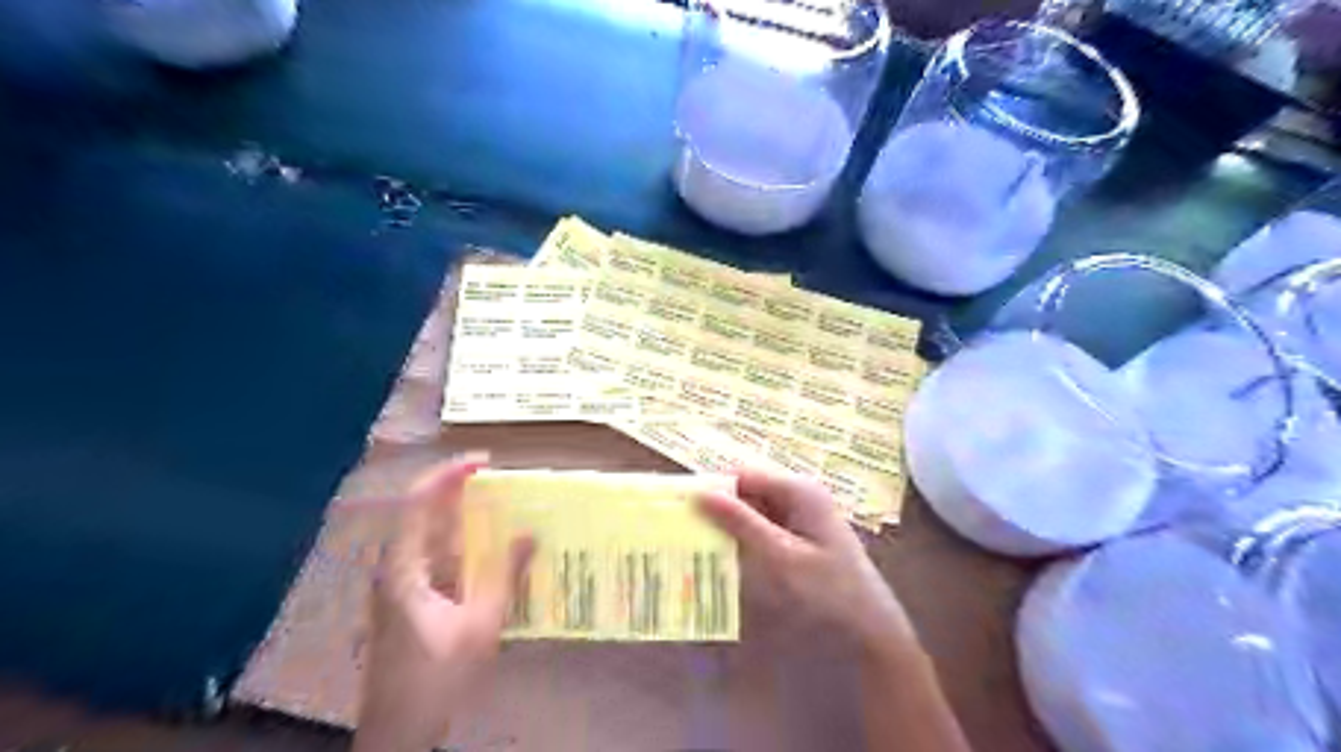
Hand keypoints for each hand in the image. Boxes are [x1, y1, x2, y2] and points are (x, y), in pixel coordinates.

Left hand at [349, 455, 534, 751]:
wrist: (398, 731)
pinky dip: (459, 543)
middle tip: (499, 481)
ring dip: (460, 517)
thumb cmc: (436, 677)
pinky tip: (486, 551)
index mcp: (402, 568)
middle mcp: (393, 567)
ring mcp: (397, 583)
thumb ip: (504, 576)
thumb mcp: (479, 625)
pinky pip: (433, 555)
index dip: (448, 475)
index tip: (484, 463)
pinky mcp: (406, 598)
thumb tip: (529, 533)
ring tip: (499, 507)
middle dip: (458, 491)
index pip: (417, 502)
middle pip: (420, 512)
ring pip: (427, 534)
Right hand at [702, 470, 910, 652]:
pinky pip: (764, 529)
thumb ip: (741, 524)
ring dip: (729, 526)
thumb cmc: (829, 591)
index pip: (743, 475)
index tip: (680, 509)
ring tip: (696, 545)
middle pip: (747, 491)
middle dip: (719, 509)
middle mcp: (799, 495)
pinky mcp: (800, 536)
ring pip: (753, 511)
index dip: (713, 488)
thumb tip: (700, 493)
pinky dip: (744, 540)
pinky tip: (725, 558)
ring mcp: (801, 516)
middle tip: (684, 530)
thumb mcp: (780, 557)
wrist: (872, 630)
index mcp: (799, 490)